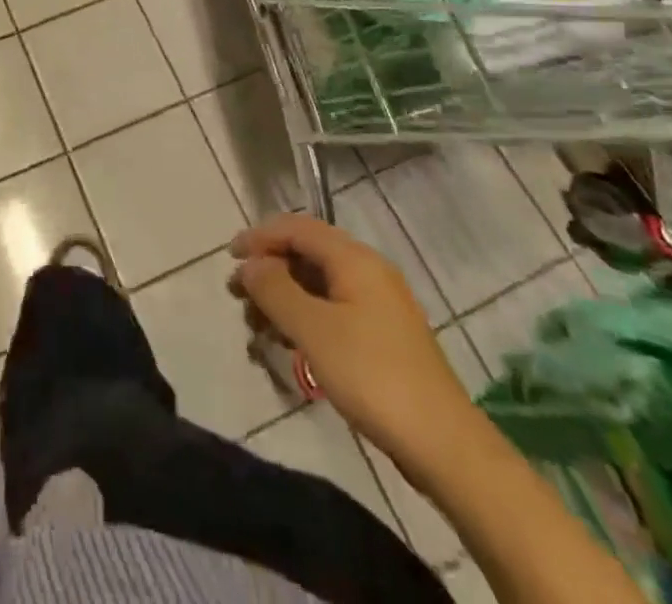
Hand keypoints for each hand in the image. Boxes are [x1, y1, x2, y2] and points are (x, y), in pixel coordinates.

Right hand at [232, 213, 481, 485]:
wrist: (443, 444)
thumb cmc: (372, 375)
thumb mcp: (314, 329)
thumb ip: (275, 289)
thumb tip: (249, 264)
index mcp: (354, 259)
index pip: (297, 227)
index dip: (259, 236)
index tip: (229, 259)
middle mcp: (367, 271)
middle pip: (306, 254)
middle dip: (268, 271)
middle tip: (238, 298)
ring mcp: (378, 304)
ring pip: (317, 285)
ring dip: (283, 299)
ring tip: (258, 329)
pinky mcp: (381, 336)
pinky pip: (332, 310)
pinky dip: (304, 319)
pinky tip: (288, 346)